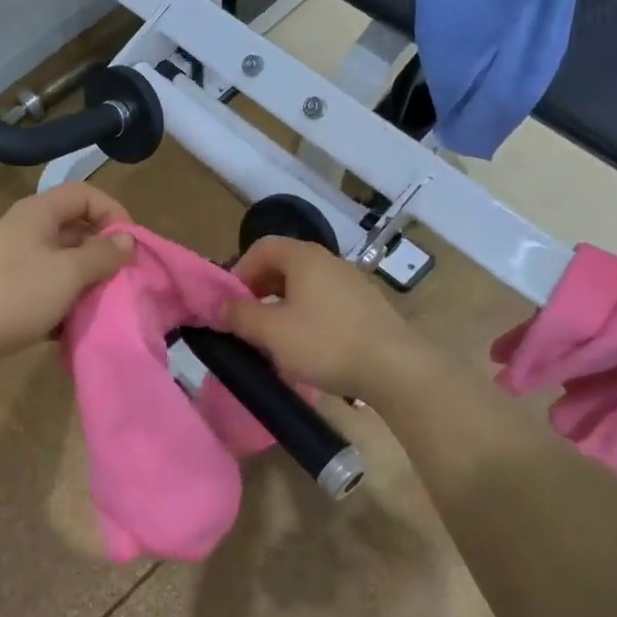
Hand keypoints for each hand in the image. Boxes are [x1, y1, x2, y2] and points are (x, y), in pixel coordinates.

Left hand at [0, 183, 134, 379]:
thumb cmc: (14, 294)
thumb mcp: (67, 272)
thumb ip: (102, 254)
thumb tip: (127, 240)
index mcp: (37, 213)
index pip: (85, 194)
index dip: (113, 212)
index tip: (132, 246)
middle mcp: (25, 232)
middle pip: (76, 231)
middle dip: (104, 255)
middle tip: (125, 281)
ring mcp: (14, 265)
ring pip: (63, 266)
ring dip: (87, 284)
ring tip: (105, 307)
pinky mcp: (8, 296)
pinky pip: (47, 293)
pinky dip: (64, 306)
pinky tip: (76, 329)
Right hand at [222, 237, 429, 406]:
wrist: (395, 368)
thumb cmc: (326, 343)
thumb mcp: (272, 332)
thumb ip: (241, 315)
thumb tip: (220, 305)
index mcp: (304, 258)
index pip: (262, 247)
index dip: (240, 271)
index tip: (231, 302)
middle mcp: (329, 261)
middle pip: (284, 265)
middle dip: (260, 291)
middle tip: (250, 321)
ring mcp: (352, 282)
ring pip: (305, 286)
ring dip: (284, 306)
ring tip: (277, 339)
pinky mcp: (367, 305)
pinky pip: (326, 302)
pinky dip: (309, 316)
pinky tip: (309, 348)